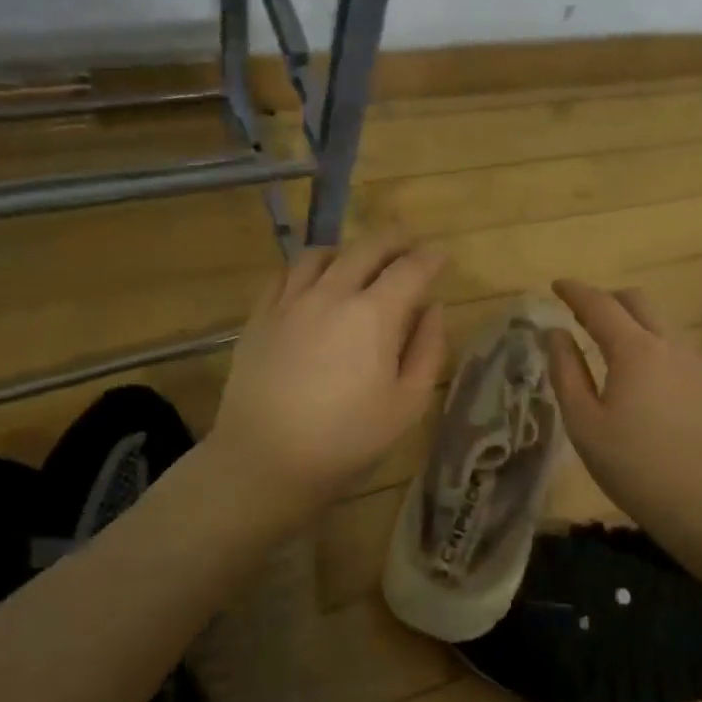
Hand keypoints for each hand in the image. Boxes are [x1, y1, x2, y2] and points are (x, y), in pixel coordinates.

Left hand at [210, 231, 446, 525]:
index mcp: (374, 315)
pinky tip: (312, 281)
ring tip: (359, 261)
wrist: (266, 461)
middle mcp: (331, 294)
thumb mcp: (407, 404)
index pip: (409, 269)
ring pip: (321, 254)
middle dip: (393, 240)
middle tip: (408, 243)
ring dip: (348, 250)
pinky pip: (284, 274)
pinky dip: (306, 268)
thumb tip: (434, 309)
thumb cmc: (347, 440)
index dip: (430, 259)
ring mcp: (289, 302)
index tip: (441, 257)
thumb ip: (428, 350)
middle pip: (366, 248)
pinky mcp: (260, 317)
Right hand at [547, 279, 701, 535]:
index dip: (575, 291)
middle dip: (608, 299)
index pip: (600, 305)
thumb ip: (566, 371)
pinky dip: (657, 345)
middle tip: (584, 316)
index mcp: (635, 349)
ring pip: (663, 322)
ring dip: (635, 321)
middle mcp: (671, 343)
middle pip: (638, 301)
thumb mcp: (583, 422)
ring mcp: (698, 361)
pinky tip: (649, 375)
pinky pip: (680, 347)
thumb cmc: (631, 465)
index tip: (557, 285)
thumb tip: (555, 334)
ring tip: (615, 346)